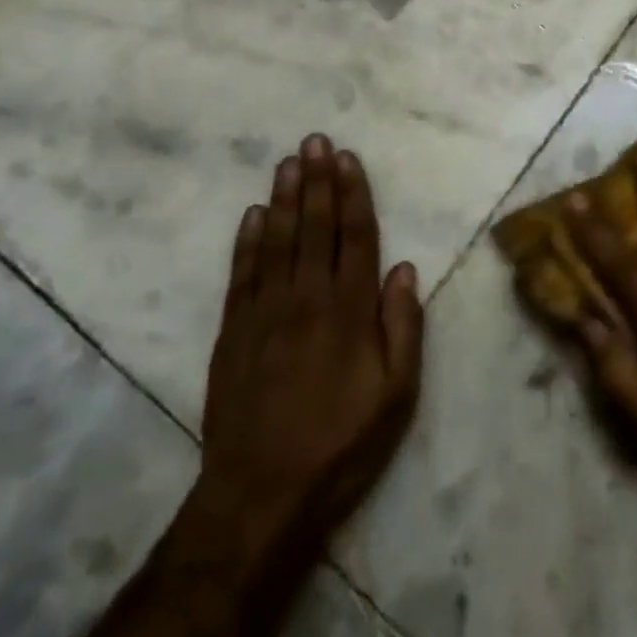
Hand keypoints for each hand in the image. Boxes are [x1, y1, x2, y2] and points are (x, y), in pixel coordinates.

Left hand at [181, 133, 423, 574]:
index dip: (353, 194)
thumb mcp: (396, 395)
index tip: (348, 159)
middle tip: (315, 140)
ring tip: (288, 161)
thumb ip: (403, 327)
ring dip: (284, 198)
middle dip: (317, 180)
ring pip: (277, 240)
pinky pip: (242, 274)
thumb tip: (404, 269)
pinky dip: (247, 241)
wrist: (260, 495)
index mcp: (350, 310)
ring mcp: (265, 312)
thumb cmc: (341, 444)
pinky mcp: (233, 331)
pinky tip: (253, 214)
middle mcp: (308, 298)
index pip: (356, 236)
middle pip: (315, 226)